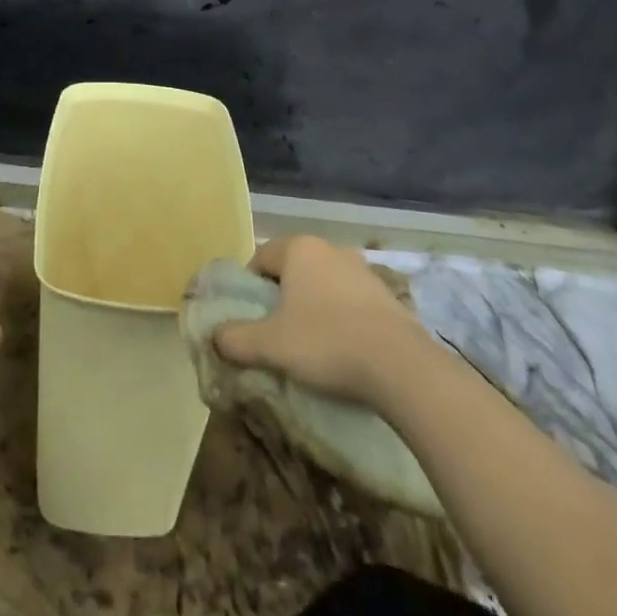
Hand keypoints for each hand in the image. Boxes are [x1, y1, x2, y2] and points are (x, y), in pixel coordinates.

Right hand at [213, 235, 431, 405]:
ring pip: (322, 284)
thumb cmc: (326, 343)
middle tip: (278, 334)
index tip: (252, 320)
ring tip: (312, 346)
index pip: (260, 258)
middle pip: (292, 270)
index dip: (250, 289)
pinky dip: (341, 318)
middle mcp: (329, 248)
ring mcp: (362, 269)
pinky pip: (350, 301)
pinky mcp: (387, 294)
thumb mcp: (270, 345)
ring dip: (313, 307)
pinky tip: (344, 349)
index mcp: (298, 248)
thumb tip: (215, 335)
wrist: (401, 367)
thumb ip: (235, 338)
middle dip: (282, 298)